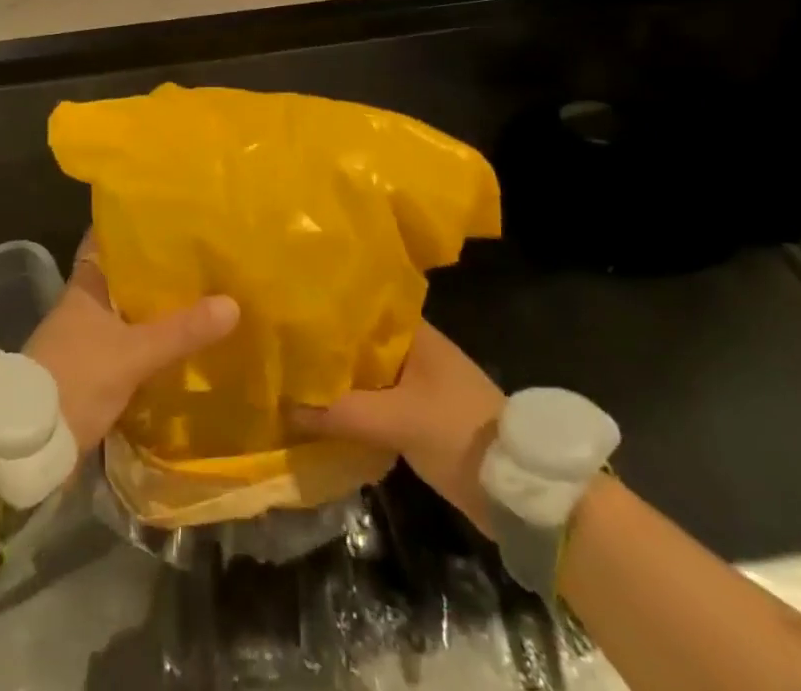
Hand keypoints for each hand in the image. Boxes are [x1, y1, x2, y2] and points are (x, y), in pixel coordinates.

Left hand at [24, 239, 238, 454]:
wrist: (29, 443)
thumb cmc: (76, 378)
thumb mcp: (134, 353)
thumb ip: (181, 330)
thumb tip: (233, 303)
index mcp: (86, 286)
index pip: (108, 241)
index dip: (134, 227)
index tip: (169, 217)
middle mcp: (84, 305)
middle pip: (123, 278)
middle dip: (157, 271)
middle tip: (201, 258)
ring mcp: (85, 339)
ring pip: (128, 313)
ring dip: (155, 310)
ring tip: (201, 297)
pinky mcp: (91, 371)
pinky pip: (128, 345)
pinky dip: (150, 342)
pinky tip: (179, 345)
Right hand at [289, 321, 505, 531]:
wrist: (519, 492)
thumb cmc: (460, 432)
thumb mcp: (398, 420)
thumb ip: (344, 412)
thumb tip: (288, 408)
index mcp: (415, 333)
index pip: (360, 309)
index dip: (326, 311)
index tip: (290, 314)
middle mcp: (414, 351)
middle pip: (359, 344)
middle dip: (326, 350)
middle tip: (282, 350)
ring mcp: (417, 385)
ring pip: (365, 375)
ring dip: (338, 382)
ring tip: (292, 379)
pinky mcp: (419, 417)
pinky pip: (374, 403)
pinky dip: (352, 407)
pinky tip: (322, 413)